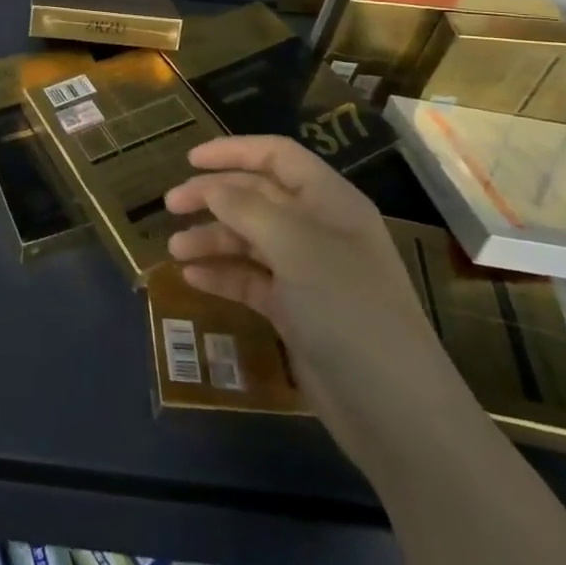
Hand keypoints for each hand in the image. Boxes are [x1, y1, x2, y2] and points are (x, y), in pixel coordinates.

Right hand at [165, 136, 474, 464]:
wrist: (395, 412)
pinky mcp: (296, 312)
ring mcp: (308, 272)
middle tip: (170, 205)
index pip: (277, 156)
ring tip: (175, 249)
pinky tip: (193, 278)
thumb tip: (211, 187)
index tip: (189, 159)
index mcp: (329, 202)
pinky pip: (251, 279)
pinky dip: (222, 274)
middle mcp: (318, 230)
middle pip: (257, 196)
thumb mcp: (295, 247)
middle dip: (213, 196)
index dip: (233, 151)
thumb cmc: (348, 310)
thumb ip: (247, 208)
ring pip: (249, 239)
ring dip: (211, 238)